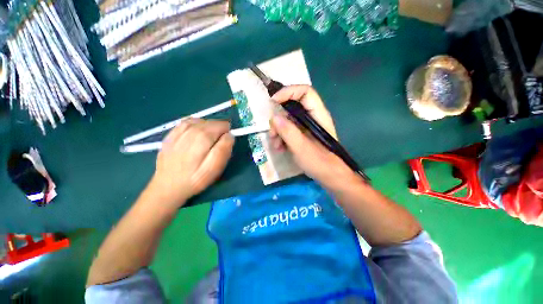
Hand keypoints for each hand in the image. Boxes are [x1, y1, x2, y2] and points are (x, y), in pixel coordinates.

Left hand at [147, 119, 233, 207]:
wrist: (167, 186)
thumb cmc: (195, 179)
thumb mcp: (214, 168)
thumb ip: (224, 149)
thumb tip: (229, 135)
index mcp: (202, 137)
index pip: (222, 125)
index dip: (227, 133)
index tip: (226, 143)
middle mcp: (190, 130)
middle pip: (211, 122)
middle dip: (218, 130)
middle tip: (216, 146)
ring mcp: (178, 131)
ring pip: (200, 121)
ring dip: (208, 128)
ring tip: (208, 141)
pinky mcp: (171, 134)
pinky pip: (187, 122)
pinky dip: (196, 125)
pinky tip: (197, 134)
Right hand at [269, 85, 358, 188]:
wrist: (331, 177)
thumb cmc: (320, 163)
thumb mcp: (302, 148)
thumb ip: (289, 132)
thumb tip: (274, 118)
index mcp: (318, 115)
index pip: (305, 92)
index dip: (288, 92)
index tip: (273, 101)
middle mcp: (313, 117)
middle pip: (292, 107)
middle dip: (279, 118)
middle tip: (272, 133)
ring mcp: (307, 126)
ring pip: (288, 119)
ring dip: (278, 130)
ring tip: (275, 145)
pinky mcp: (303, 134)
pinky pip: (289, 129)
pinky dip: (282, 136)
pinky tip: (279, 148)